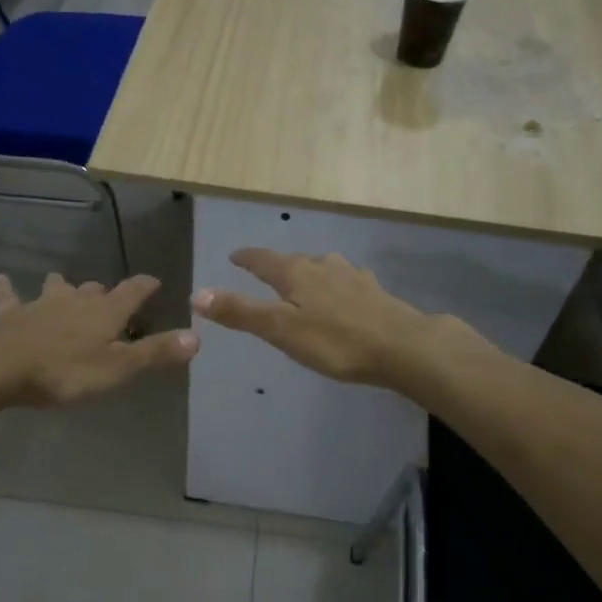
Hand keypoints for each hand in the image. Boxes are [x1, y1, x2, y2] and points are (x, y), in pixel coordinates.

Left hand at [0, 273, 197, 407]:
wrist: (3, 367)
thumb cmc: (66, 371)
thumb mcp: (118, 368)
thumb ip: (156, 352)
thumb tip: (197, 337)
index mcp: (106, 311)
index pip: (133, 291)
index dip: (146, 286)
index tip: (155, 282)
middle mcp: (76, 300)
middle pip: (94, 289)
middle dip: (104, 292)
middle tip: (108, 298)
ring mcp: (42, 304)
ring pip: (57, 287)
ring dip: (63, 286)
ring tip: (63, 285)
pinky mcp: (12, 314)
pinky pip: (9, 297)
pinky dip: (7, 289)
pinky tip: (0, 280)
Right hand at [190, 249, 453, 387]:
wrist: (403, 346)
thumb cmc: (336, 340)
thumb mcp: (280, 330)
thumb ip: (241, 312)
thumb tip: (198, 294)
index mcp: (296, 273)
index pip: (262, 259)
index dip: (246, 258)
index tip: (234, 256)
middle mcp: (323, 266)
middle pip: (293, 261)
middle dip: (277, 266)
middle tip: (264, 273)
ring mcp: (352, 276)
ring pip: (323, 268)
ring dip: (309, 272)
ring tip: (303, 282)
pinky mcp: (375, 291)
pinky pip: (347, 281)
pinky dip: (336, 285)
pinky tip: (345, 292)